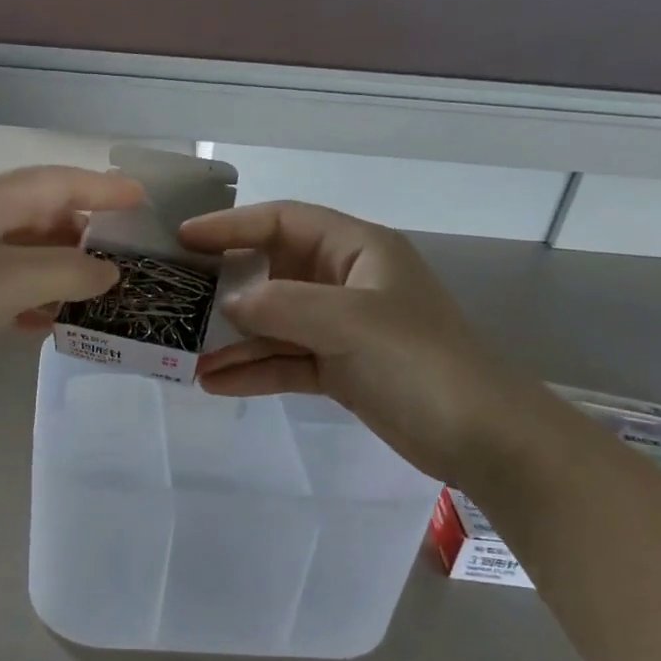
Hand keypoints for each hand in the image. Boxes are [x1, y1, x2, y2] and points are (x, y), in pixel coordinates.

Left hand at [0, 166, 141, 397]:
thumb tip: (109, 273)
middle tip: (129, 262)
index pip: (61, 182)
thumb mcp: (11, 280)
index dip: (104, 189)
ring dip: (62, 274)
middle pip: (46, 218)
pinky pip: (7, 287)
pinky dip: (32, 300)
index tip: (143, 201)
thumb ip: (69, 272)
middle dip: (87, 238)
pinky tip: (48, 324)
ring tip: (101, 299)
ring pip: (28, 256)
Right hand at [181, 201, 542, 485]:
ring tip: (185, 355)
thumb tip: (227, 305)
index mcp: (357, 251)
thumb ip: (282, 306)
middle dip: (224, 289)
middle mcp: (345, 283)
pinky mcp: (340, 370)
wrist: (484, 438)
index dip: (232, 226)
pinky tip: (215, 383)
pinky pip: (286, 362)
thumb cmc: (421, 362)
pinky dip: (254, 371)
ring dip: (233, 340)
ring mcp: (342, 329)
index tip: (184, 240)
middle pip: (272, 273)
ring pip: (274, 324)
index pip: (284, 222)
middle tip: (175, 300)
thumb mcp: (350, 322)